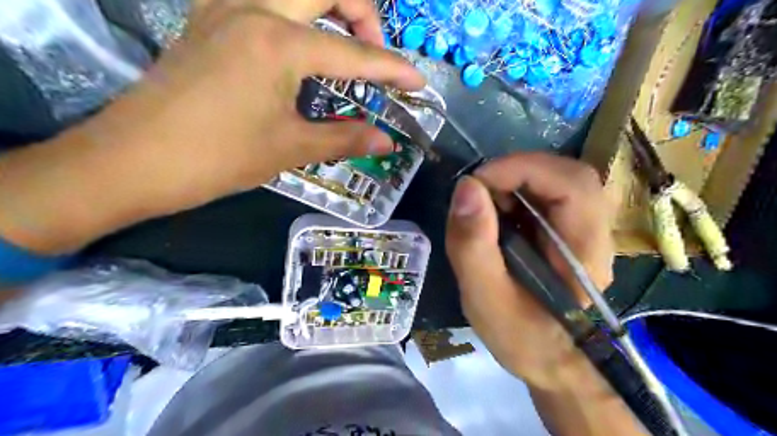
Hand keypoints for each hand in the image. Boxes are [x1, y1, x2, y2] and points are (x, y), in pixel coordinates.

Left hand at [0, 0, 423, 254]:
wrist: (135, 160)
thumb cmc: (218, 157)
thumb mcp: (290, 148)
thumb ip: (345, 138)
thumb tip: (387, 141)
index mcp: (279, 42)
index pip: (355, 53)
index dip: (393, 69)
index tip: (418, 83)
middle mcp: (254, 8)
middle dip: (363, 14)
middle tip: (376, 53)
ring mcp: (225, 7)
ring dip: (329, 8)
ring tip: (345, 45)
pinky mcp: (209, 19)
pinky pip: (265, 0)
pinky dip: (296, 15)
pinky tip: (300, 45)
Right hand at [444, 152, 612, 388]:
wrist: (548, 357)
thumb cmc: (519, 335)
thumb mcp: (484, 297)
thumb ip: (473, 245)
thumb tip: (466, 187)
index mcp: (584, 254)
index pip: (572, 185)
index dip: (522, 170)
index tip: (476, 183)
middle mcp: (596, 233)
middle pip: (568, 174)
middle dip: (517, 172)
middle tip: (479, 193)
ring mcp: (587, 228)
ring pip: (559, 178)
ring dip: (515, 181)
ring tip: (486, 207)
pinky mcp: (571, 228)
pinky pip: (548, 192)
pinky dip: (517, 191)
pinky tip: (498, 214)